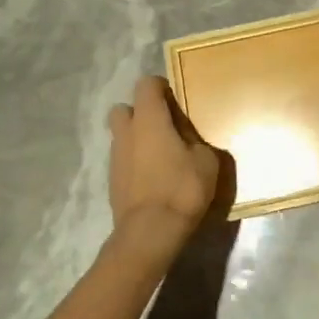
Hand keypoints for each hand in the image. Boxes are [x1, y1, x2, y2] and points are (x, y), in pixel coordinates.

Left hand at [106, 75, 227, 261]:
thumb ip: (195, 140)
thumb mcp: (206, 160)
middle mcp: (127, 132)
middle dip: (140, 111)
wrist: (150, 233)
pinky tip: (153, 177)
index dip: (160, 86)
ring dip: (137, 138)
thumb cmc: (182, 188)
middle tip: (164, 125)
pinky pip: (123, 159)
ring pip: (122, 135)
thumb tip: (187, 138)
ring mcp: (115, 158)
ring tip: (161, 155)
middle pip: (124, 108)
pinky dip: (135, 161)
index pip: (146, 84)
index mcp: (149, 119)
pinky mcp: (112, 181)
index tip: (175, 98)